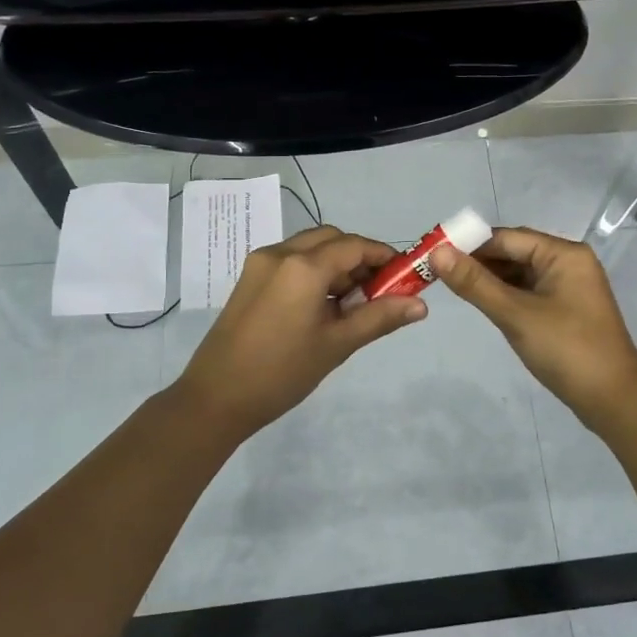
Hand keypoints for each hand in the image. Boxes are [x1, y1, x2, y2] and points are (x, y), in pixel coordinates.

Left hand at [173, 226, 426, 436]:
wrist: (216, 398)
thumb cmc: (282, 372)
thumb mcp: (337, 345)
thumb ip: (380, 318)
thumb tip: (421, 305)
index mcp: (303, 266)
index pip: (355, 245)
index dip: (384, 256)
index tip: (404, 277)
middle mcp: (280, 253)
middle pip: (331, 239)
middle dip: (359, 258)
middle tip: (378, 292)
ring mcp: (260, 263)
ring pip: (310, 247)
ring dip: (336, 265)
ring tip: (351, 304)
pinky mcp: (249, 278)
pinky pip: (291, 261)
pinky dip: (313, 272)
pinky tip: (321, 306)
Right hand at [429, 226, 636, 424]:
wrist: (613, 399)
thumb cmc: (566, 349)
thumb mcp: (515, 314)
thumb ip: (475, 283)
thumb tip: (437, 252)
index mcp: (563, 254)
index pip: (506, 237)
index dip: (469, 244)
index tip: (433, 255)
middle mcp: (568, 262)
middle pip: (514, 251)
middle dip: (477, 261)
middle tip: (437, 272)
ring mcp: (569, 286)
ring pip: (520, 273)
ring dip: (489, 279)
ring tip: (452, 287)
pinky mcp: (566, 308)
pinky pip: (529, 291)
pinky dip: (505, 295)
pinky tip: (483, 303)